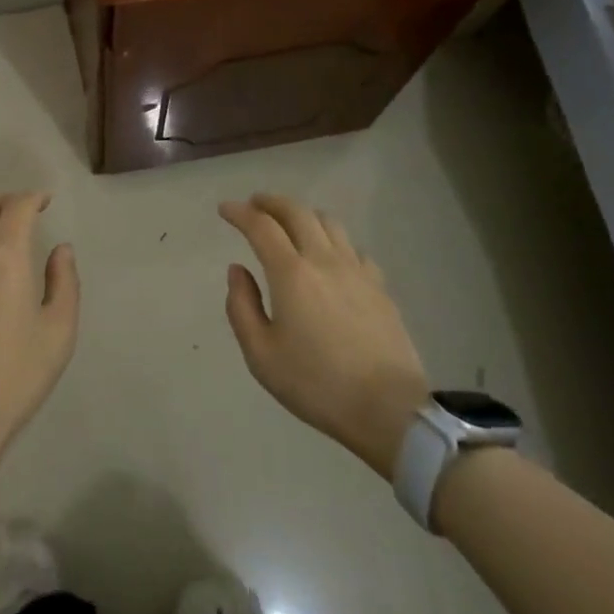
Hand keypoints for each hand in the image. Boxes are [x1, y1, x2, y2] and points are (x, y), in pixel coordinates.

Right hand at [221, 194, 429, 480]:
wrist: (389, 410)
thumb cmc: (316, 384)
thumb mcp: (261, 355)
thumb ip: (241, 306)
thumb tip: (237, 270)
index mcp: (291, 273)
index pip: (261, 226)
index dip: (239, 212)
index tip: (225, 209)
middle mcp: (324, 260)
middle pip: (297, 212)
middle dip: (271, 202)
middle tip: (254, 205)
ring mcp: (357, 270)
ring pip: (329, 222)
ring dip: (303, 215)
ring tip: (290, 224)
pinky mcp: (380, 287)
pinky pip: (353, 248)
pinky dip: (333, 240)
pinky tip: (330, 257)